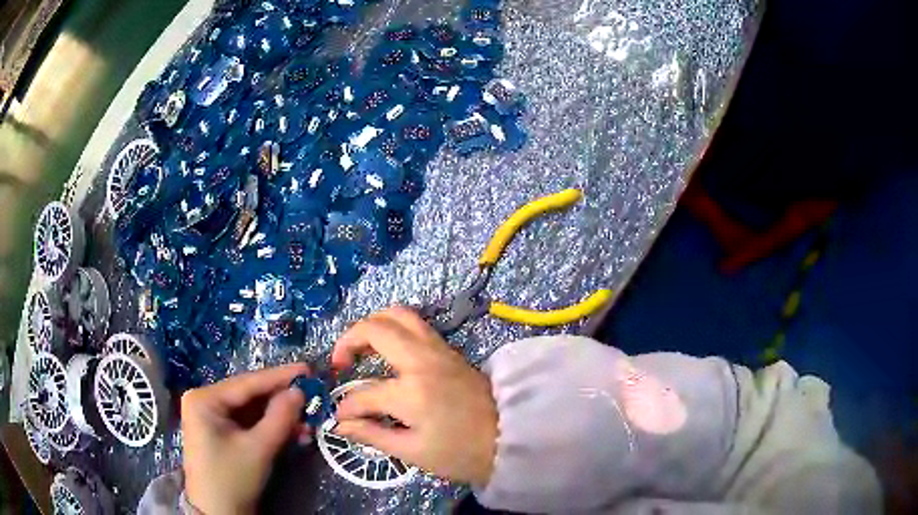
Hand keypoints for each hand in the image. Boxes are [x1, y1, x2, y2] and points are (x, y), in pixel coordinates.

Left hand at [181, 363, 308, 514]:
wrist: (219, 513)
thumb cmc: (232, 478)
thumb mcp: (258, 449)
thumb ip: (279, 418)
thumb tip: (299, 391)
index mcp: (204, 399)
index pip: (247, 383)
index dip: (279, 376)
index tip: (307, 368)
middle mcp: (205, 401)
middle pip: (249, 396)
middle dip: (281, 400)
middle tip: (312, 395)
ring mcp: (212, 418)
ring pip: (251, 411)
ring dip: (279, 416)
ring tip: (308, 419)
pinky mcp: (221, 433)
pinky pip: (248, 423)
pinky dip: (270, 428)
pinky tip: (293, 432)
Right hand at [331, 307, 497, 485]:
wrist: (510, 438)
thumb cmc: (461, 453)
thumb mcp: (413, 452)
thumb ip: (373, 435)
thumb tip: (341, 425)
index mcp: (410, 392)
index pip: (363, 393)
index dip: (346, 408)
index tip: (341, 418)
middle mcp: (421, 361)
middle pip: (375, 329)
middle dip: (347, 341)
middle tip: (340, 364)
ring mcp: (437, 350)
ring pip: (398, 315)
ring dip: (372, 325)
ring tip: (360, 349)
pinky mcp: (449, 349)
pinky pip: (415, 324)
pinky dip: (393, 327)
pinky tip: (386, 349)